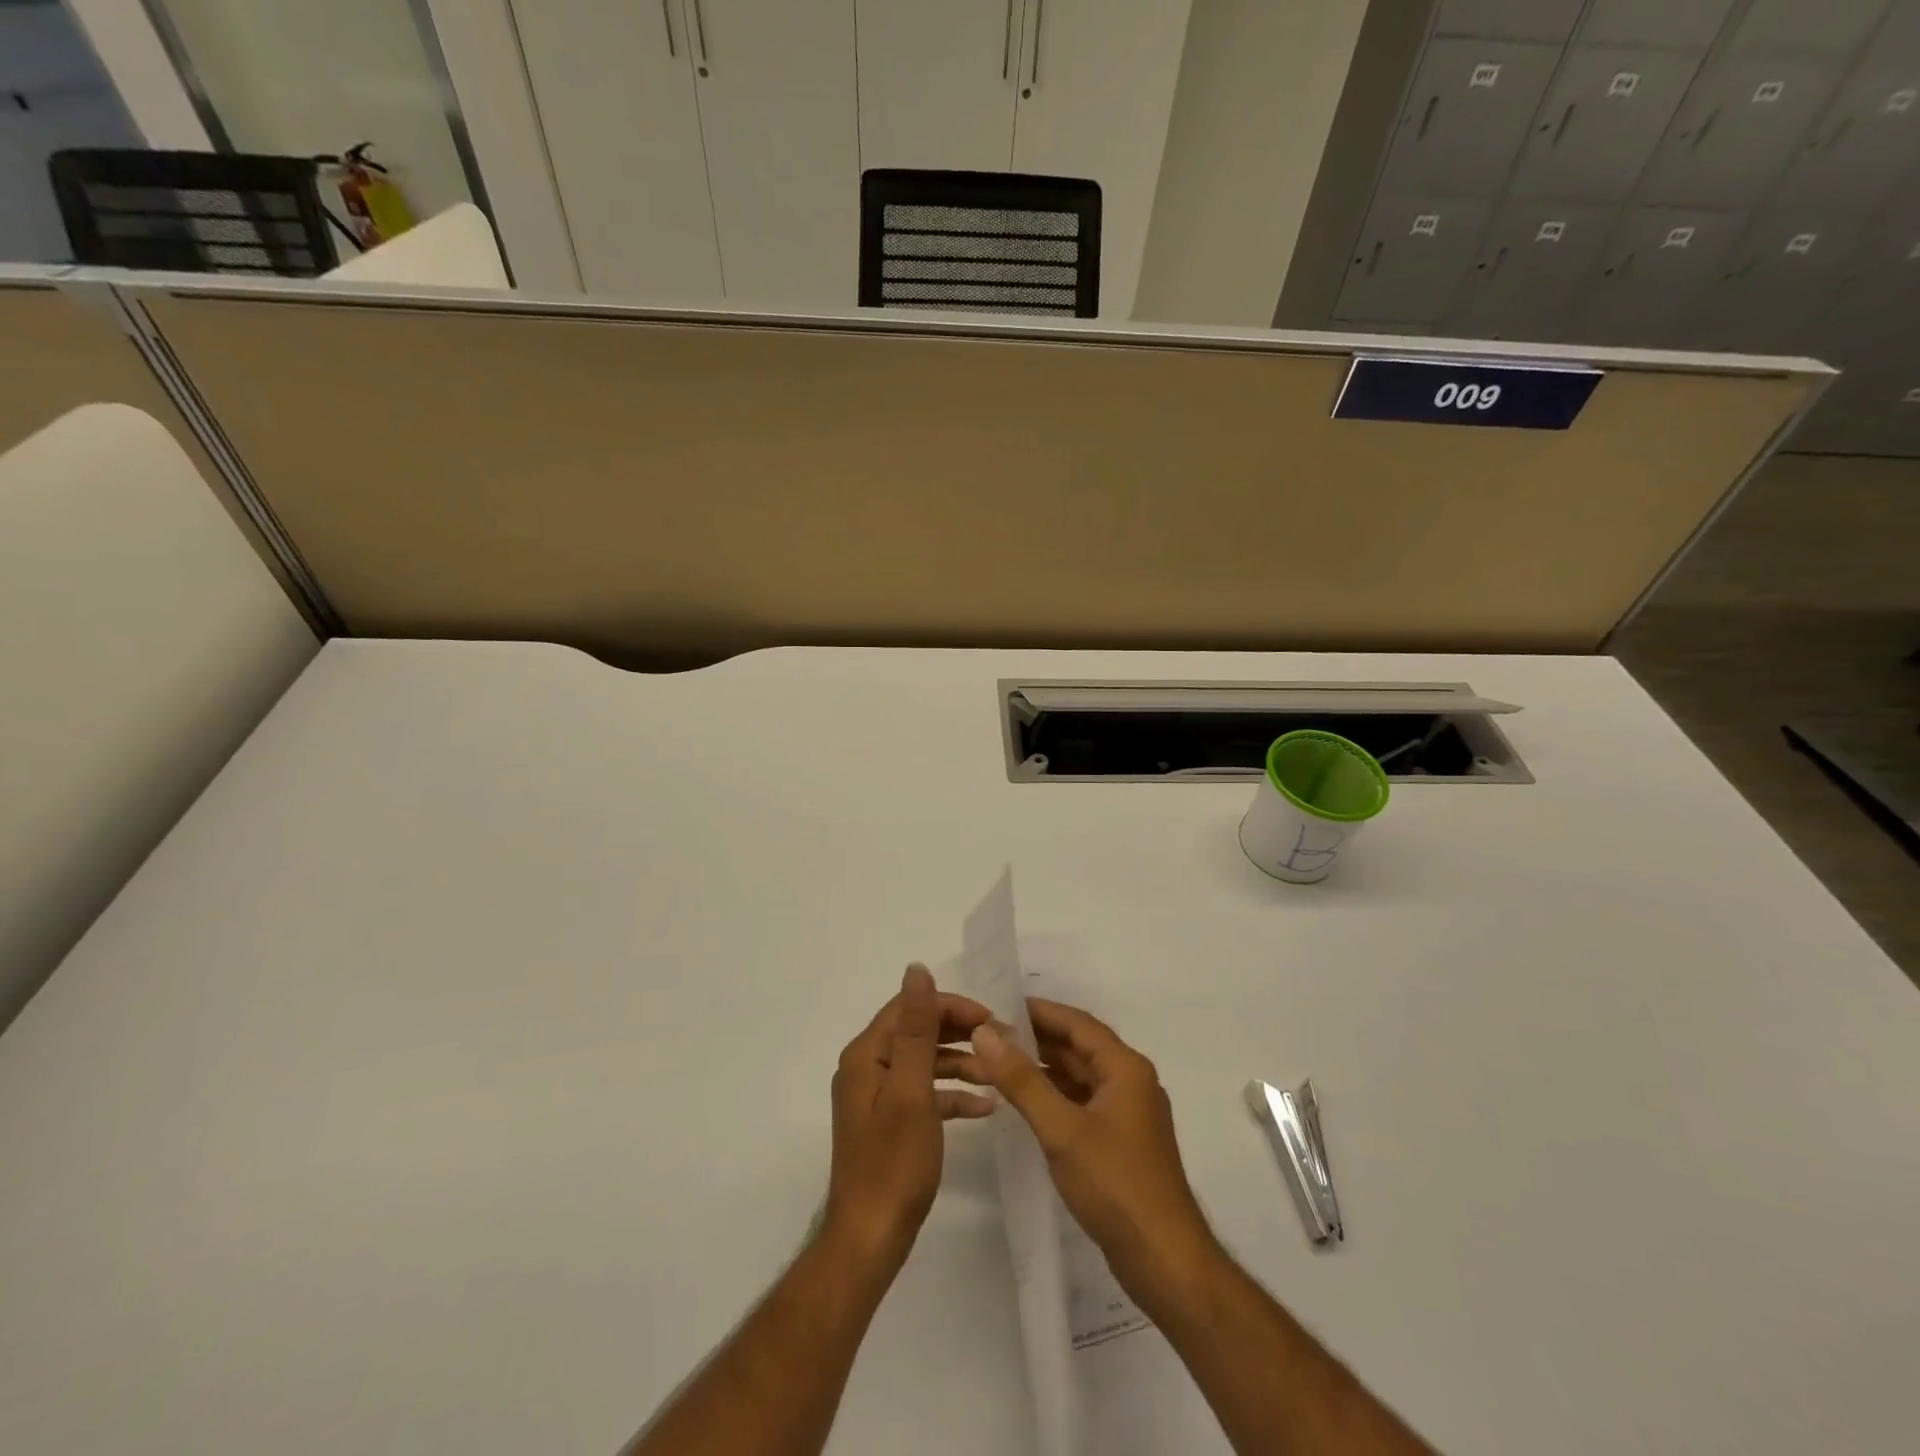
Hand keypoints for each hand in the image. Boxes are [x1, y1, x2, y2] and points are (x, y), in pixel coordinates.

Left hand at [823, 965, 993, 1271]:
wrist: (870, 1239)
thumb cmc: (893, 1163)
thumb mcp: (911, 1090)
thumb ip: (917, 1029)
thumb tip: (916, 969)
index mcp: (867, 1054)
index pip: (911, 1008)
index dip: (951, 1006)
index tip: (991, 1019)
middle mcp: (868, 1067)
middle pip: (918, 1032)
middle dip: (960, 1033)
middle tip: (1002, 1042)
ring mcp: (878, 1096)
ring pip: (925, 1063)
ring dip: (961, 1063)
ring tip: (999, 1072)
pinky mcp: (890, 1121)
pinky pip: (924, 1094)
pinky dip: (952, 1095)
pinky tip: (985, 1106)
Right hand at [955, 998, 1217, 1304]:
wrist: (1165, 1261)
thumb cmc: (1115, 1185)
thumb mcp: (1061, 1129)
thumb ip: (1022, 1080)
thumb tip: (986, 1032)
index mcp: (1126, 1068)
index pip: (1078, 1023)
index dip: (1039, 1011)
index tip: (999, 1004)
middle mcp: (1130, 1082)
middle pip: (1079, 1047)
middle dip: (1036, 1039)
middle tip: (990, 1035)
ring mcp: (1127, 1113)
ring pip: (1080, 1076)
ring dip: (1043, 1068)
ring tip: (999, 1063)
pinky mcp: (1121, 1141)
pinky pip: (1082, 1102)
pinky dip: (1054, 1096)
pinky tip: (1025, 1102)